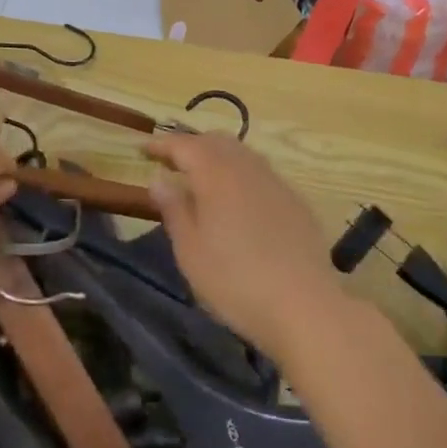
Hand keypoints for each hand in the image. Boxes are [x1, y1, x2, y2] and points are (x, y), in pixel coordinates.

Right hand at [144, 133, 348, 363]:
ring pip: (242, 154)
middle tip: (171, 162)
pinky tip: (237, 200)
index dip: (161, 144)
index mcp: (216, 174)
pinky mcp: (296, 201)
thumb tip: (159, 178)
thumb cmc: (234, 280)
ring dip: (217, 157)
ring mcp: (276, 182)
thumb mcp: (190, 250)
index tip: (142, 148)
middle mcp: (247, 167)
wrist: (304, 306)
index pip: (184, 145)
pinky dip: (240, 174)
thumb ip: (173, 208)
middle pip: (216, 141)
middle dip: (191, 146)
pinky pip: (261, 174)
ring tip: (201, 178)